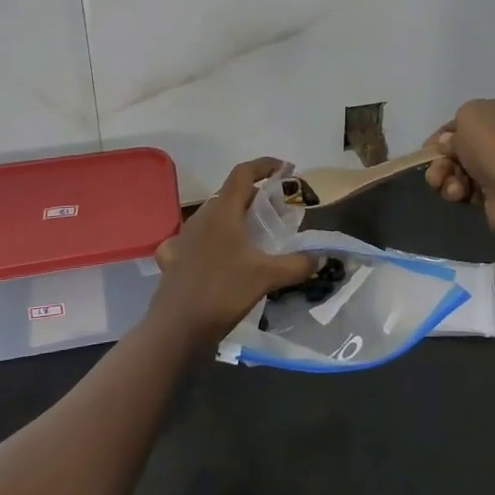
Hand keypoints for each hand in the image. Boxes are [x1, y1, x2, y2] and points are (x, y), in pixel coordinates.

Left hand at [148, 158, 316, 341]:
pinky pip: (193, 240)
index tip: (285, 169)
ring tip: (253, 234)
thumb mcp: (267, 277)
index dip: (265, 165)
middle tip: (277, 211)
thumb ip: (297, 264)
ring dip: (234, 218)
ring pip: (213, 217)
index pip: (243, 173)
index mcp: (223, 211)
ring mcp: (183, 238)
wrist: (176, 329)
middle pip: (230, 194)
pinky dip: (209, 241)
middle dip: (255, 196)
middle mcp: (201, 218)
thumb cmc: (223, 292)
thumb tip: (320, 257)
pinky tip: (215, 255)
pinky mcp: (174, 260)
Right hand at [425, 91, 494, 235]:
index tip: (428, 147)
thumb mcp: (468, 116)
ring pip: (469, 167)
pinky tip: (458, 195)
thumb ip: (455, 127)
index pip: (474, 114)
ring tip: (441, 185)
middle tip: (432, 170)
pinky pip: (477, 187)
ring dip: (449, 175)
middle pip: (469, 143)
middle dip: (444, 158)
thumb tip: (451, 143)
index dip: (447, 130)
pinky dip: (463, 190)